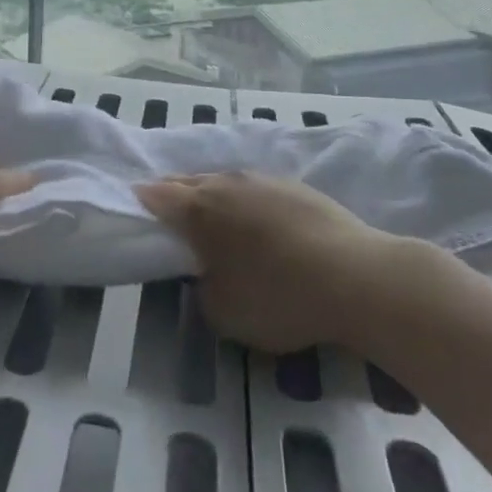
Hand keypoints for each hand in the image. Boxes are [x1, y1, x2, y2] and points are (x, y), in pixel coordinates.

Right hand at [137, 172, 409, 353]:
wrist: (355, 277)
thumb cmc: (278, 297)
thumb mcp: (222, 311)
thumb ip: (201, 286)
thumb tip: (206, 272)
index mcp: (199, 209)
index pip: (157, 196)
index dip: (142, 202)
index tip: (135, 209)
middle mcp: (225, 183)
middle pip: (188, 181)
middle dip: (174, 194)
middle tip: (169, 213)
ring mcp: (262, 180)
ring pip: (223, 180)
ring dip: (211, 194)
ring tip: (213, 216)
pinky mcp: (295, 186)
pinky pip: (254, 187)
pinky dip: (244, 200)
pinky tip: (256, 219)